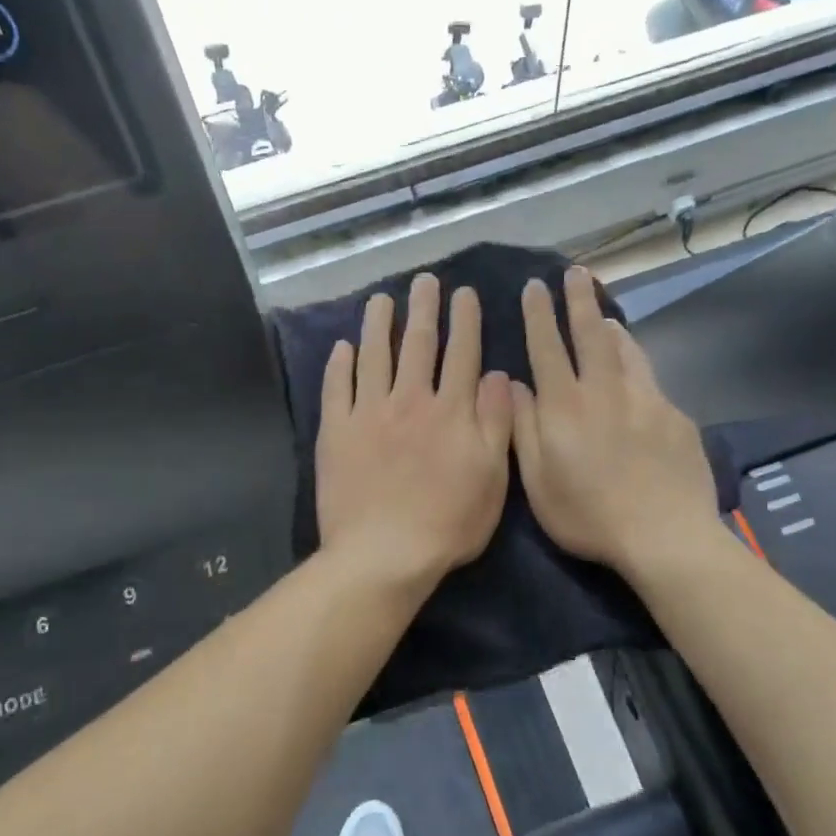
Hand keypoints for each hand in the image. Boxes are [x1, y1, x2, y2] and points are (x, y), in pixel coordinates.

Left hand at [316, 273, 513, 594]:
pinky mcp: (337, 432)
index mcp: (451, 412)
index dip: (465, 321)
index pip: (462, 354)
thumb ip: (496, 423)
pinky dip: (340, 364)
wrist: (384, 554)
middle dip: (423, 308)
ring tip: (381, 299)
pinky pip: (337, 388)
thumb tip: (499, 376)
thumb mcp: (492, 477)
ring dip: (379, 324)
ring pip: (375, 356)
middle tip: (423, 281)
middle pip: (418, 345)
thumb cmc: (448, 523)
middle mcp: (410, 401)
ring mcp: (369, 414)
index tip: (464, 293)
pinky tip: (343, 346)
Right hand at [511, 268, 719, 577]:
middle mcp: (604, 391)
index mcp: (565, 407)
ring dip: (612, 327)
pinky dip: (637, 365)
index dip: (538, 314)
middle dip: (579, 300)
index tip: (534, 286)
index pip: (547, 347)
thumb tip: (513, 384)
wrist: (664, 535)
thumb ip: (523, 429)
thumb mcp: (538, 483)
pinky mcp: (674, 415)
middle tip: (576, 273)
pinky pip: (650, 379)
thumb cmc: (589, 516)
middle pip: (591, 334)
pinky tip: (636, 375)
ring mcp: (645, 399)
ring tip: (604, 315)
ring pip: (626, 350)